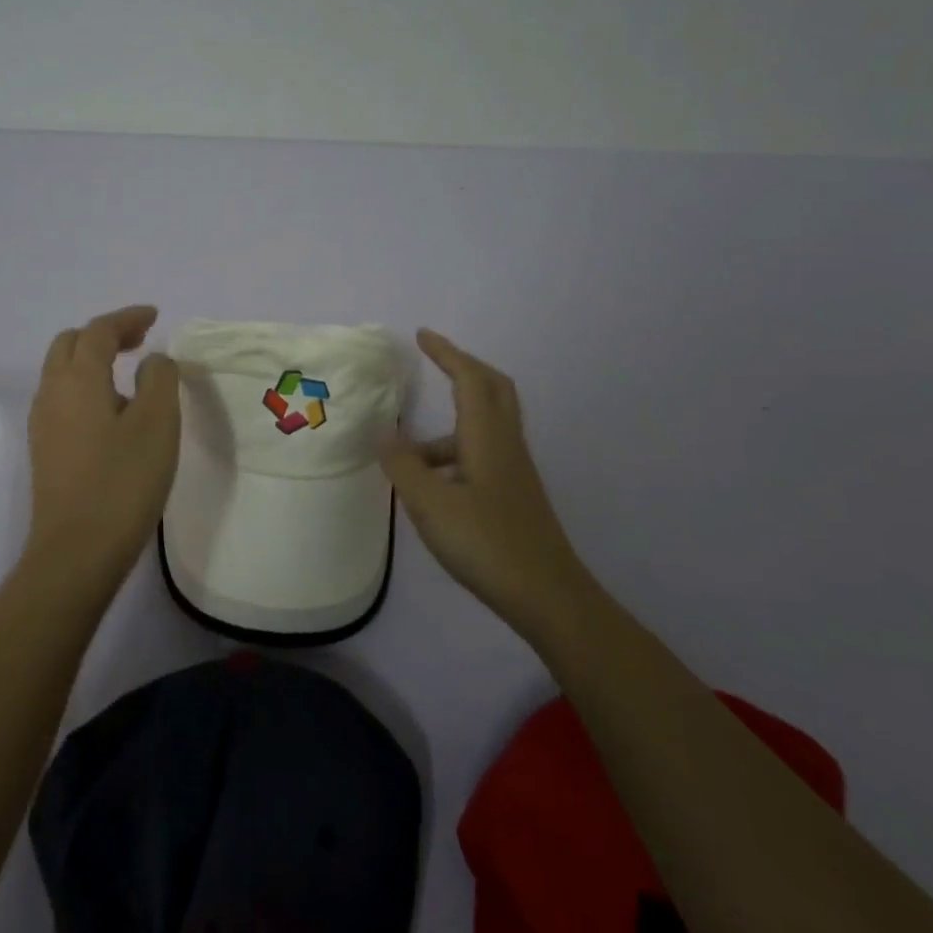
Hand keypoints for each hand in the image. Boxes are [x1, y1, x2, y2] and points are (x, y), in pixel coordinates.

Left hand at [25, 305, 180, 586]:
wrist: (77, 552)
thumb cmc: (123, 481)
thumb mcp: (157, 422)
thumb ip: (159, 378)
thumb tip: (152, 361)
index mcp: (78, 378)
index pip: (99, 330)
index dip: (128, 317)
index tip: (154, 316)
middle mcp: (52, 392)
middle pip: (71, 344)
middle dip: (105, 333)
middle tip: (140, 340)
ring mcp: (43, 423)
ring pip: (62, 371)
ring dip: (93, 359)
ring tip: (129, 371)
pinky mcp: (44, 450)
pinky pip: (63, 398)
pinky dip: (86, 384)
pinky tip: (111, 409)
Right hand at [382, 329, 585, 640]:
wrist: (548, 597)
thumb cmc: (487, 543)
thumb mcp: (431, 505)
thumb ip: (403, 466)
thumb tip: (384, 434)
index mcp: (487, 437)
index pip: (470, 378)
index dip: (447, 353)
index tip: (422, 336)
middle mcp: (506, 445)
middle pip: (493, 389)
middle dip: (463, 368)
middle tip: (434, 362)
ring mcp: (514, 471)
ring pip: (485, 426)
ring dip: (449, 424)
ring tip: (407, 455)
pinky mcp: (514, 495)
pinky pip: (483, 453)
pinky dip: (455, 453)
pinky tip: (432, 487)